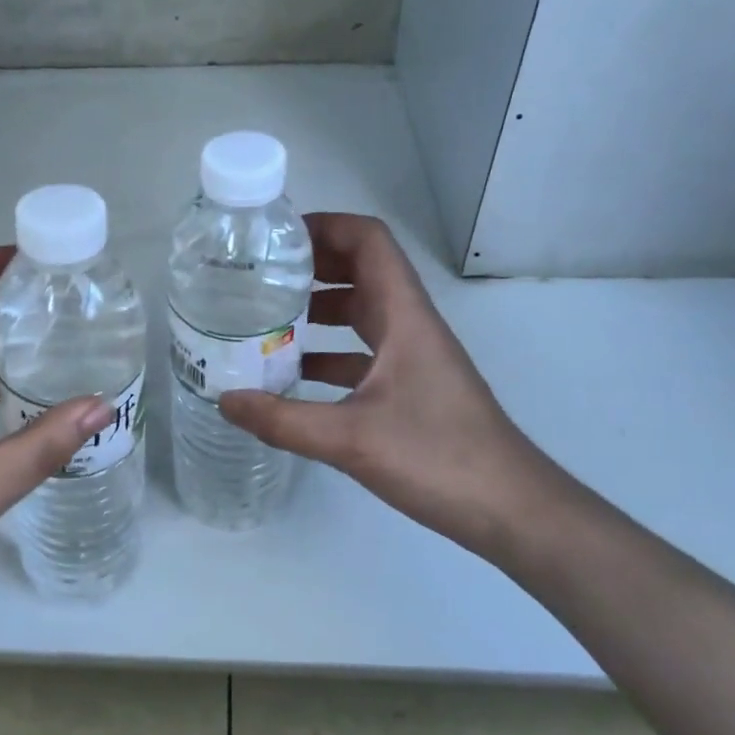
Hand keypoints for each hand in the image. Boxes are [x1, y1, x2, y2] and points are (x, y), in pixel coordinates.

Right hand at [218, 213, 547, 558]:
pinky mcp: (410, 387)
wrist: (510, 509)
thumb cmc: (438, 457)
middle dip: (311, 265)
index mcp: (403, 315)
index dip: (326, 226)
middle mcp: (408, 325)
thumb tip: (225, 400)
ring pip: (361, 312)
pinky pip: (362, 352)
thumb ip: (284, 420)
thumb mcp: (351, 439)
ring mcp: (412, 357)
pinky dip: (327, 353)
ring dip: (317, 308)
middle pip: (361, 270)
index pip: (369, 240)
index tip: (276, 238)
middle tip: (258, 275)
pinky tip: (292, 376)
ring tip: (265, 318)